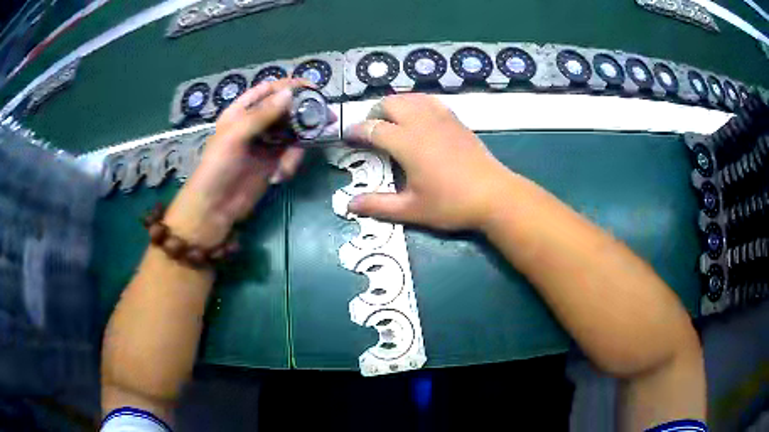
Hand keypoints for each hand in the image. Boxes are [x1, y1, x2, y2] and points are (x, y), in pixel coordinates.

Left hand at [164, 79, 306, 245]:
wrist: (215, 207)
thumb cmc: (218, 166)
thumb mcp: (236, 135)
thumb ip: (262, 114)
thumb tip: (290, 93)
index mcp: (242, 112)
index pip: (269, 91)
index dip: (289, 86)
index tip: (312, 87)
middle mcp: (256, 124)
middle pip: (285, 110)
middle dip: (303, 113)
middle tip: (326, 117)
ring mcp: (266, 144)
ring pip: (292, 132)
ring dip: (299, 142)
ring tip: (293, 158)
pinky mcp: (273, 163)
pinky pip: (291, 154)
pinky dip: (292, 162)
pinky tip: (281, 174)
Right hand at [344, 93, 513, 230]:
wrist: (493, 195)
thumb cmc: (451, 203)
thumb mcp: (411, 209)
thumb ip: (378, 205)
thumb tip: (350, 205)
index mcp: (406, 142)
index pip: (373, 128)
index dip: (356, 131)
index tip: (348, 136)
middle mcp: (420, 122)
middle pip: (390, 103)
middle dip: (375, 113)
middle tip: (372, 131)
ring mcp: (440, 117)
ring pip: (410, 97)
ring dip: (395, 105)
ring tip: (392, 122)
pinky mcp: (455, 119)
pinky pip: (429, 100)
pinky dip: (416, 103)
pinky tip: (419, 117)